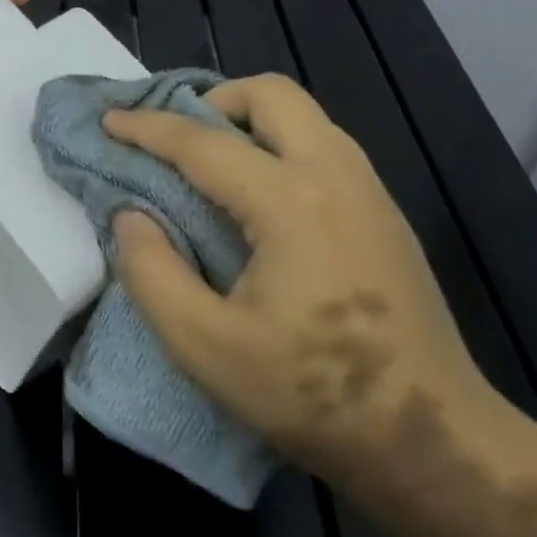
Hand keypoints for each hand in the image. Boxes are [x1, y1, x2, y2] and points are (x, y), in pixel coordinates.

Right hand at [102, 74, 495, 487]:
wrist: (430, 442)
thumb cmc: (310, 395)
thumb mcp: (203, 345)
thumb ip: (151, 272)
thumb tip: (131, 216)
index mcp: (290, 202)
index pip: (202, 142)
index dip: (145, 128)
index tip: (106, 121)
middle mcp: (337, 177)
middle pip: (272, 94)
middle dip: (211, 100)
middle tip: (171, 140)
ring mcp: (371, 194)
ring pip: (304, 117)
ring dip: (246, 122)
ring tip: (206, 164)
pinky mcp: (385, 218)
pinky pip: (322, 149)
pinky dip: (276, 147)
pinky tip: (255, 200)